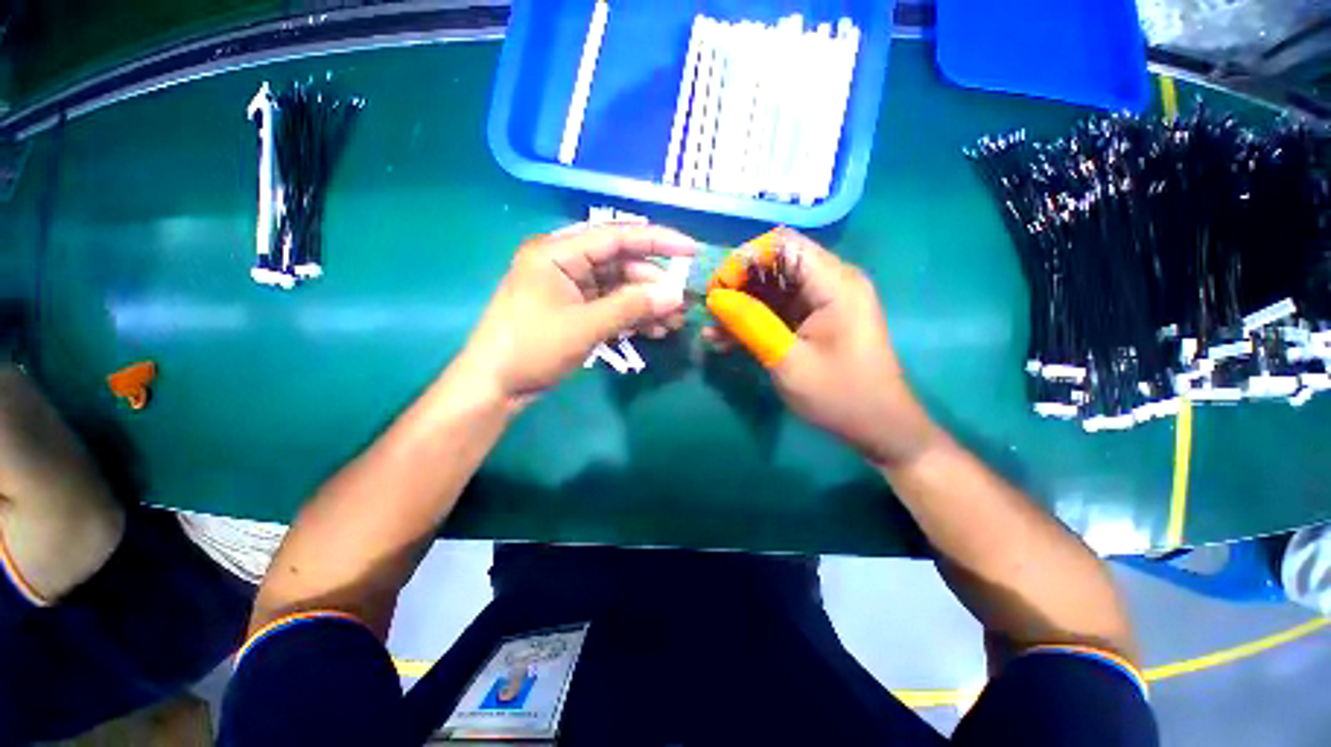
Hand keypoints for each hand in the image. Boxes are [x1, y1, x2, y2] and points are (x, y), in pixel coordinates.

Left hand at [458, 223, 695, 406]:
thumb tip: (674, 295)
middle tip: (681, 304)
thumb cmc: (532, 348)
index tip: (691, 250)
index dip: (657, 241)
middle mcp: (565, 263)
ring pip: (619, 288)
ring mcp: (570, 288)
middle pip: (621, 264)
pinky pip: (610, 306)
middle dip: (653, 284)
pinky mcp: (574, 310)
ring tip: (672, 323)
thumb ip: (631, 307)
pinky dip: (631, 317)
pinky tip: (652, 330)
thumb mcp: (585, 325)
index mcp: (559, 252)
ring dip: (646, 304)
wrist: (495, 385)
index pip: (617, 236)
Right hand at [704, 228, 938, 466]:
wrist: (878, 427)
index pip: (782, 245)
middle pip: (775, 264)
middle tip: (711, 312)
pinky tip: (726, 340)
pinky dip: (753, 321)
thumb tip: (715, 298)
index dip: (744, 261)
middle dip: (738, 285)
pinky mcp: (816, 318)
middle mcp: (831, 282)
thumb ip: (750, 324)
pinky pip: (778, 308)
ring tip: (712, 331)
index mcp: (835, 284)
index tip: (717, 291)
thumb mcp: (788, 361)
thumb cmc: (839, 396)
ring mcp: (824, 301)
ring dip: (741, 306)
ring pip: (772, 288)